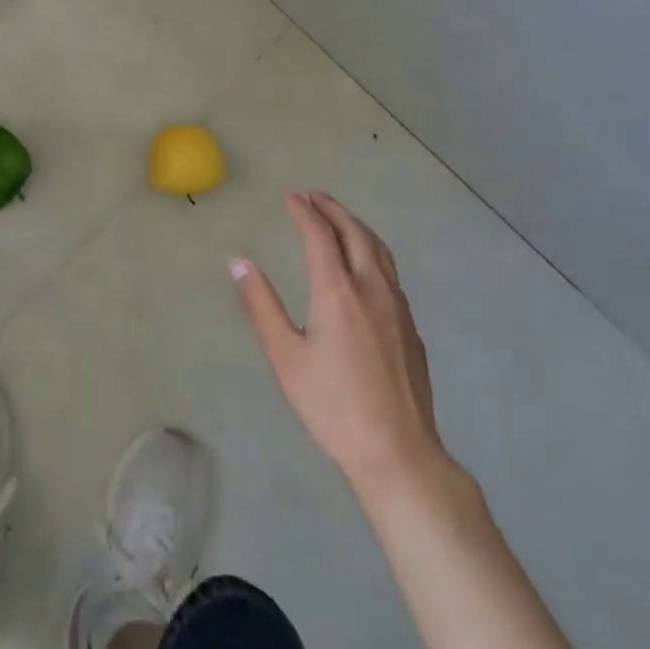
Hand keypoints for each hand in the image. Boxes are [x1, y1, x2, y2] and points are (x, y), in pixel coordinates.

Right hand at [235, 192, 450, 497]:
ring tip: (339, 218)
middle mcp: (371, 289)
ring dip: (356, 226)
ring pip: (379, 251)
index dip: (304, 212)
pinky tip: (365, 265)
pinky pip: (390, 272)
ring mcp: (397, 307)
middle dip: (334, 210)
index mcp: (337, 292)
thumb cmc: (332, 405)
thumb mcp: (285, 357)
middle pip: (356, 234)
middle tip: (315, 196)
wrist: (397, 451)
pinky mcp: (410, 327)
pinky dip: (372, 251)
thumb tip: (239, 262)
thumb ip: (261, 306)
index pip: (320, 237)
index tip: (291, 197)